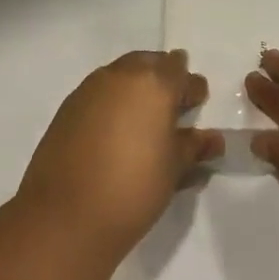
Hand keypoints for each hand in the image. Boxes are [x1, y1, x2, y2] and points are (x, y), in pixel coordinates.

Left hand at [17, 51, 224, 260]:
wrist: (66, 215)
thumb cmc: (134, 187)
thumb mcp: (174, 168)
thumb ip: (193, 146)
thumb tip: (212, 138)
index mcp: (154, 84)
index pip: (179, 69)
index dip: (190, 87)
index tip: (196, 105)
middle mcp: (119, 77)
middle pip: (147, 64)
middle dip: (161, 79)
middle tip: (171, 108)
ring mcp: (87, 91)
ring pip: (119, 77)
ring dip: (134, 90)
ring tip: (144, 123)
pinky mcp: (65, 110)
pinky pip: (97, 95)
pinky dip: (111, 106)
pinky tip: (116, 134)